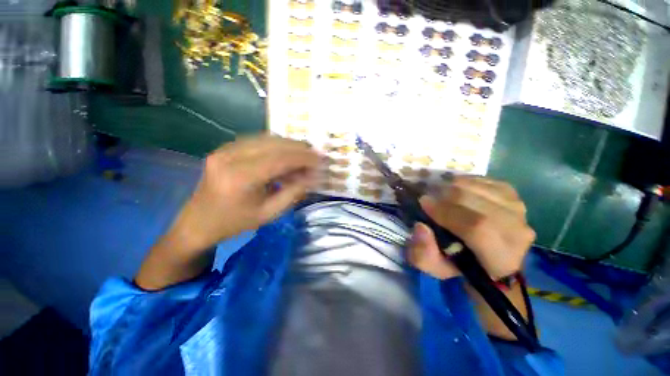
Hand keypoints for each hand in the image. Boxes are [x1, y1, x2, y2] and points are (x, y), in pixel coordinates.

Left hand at [168, 135, 319, 251]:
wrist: (198, 222)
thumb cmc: (235, 223)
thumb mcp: (270, 213)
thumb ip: (294, 193)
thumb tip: (313, 176)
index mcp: (240, 178)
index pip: (280, 159)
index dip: (304, 157)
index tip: (320, 159)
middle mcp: (230, 157)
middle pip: (274, 144)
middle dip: (299, 149)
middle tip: (315, 156)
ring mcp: (225, 149)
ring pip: (266, 139)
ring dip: (289, 146)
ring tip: (303, 156)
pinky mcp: (225, 148)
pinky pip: (257, 141)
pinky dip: (276, 146)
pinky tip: (285, 155)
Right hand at [408, 176, 534, 279]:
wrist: (490, 260)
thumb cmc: (461, 266)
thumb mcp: (436, 268)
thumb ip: (424, 253)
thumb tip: (421, 227)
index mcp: (500, 257)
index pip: (478, 228)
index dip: (447, 212)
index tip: (424, 203)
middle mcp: (516, 232)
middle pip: (478, 202)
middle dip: (446, 195)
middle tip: (428, 196)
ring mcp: (518, 210)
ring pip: (480, 187)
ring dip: (453, 186)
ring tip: (439, 193)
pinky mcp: (513, 196)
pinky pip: (485, 181)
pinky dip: (465, 181)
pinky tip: (455, 189)